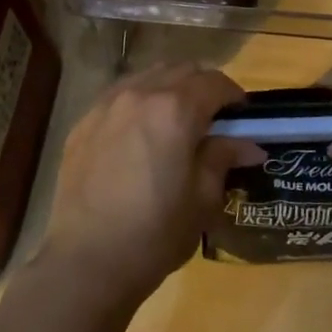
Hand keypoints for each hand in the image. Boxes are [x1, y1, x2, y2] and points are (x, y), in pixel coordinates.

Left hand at [37, 63, 258, 308]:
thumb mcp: (202, 199)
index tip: (243, 116)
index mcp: (175, 109)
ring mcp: (106, 104)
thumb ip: (223, 158)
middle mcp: (140, 93)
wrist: (86, 261)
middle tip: (213, 118)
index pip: (215, 82)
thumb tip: (248, 145)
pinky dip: (139, 101)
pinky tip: (140, 133)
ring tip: (176, 121)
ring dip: (170, 88)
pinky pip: (119, 95)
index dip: (234, 95)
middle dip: (203, 87)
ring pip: (148, 77)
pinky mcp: (83, 122)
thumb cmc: (155, 233)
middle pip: (181, 70)